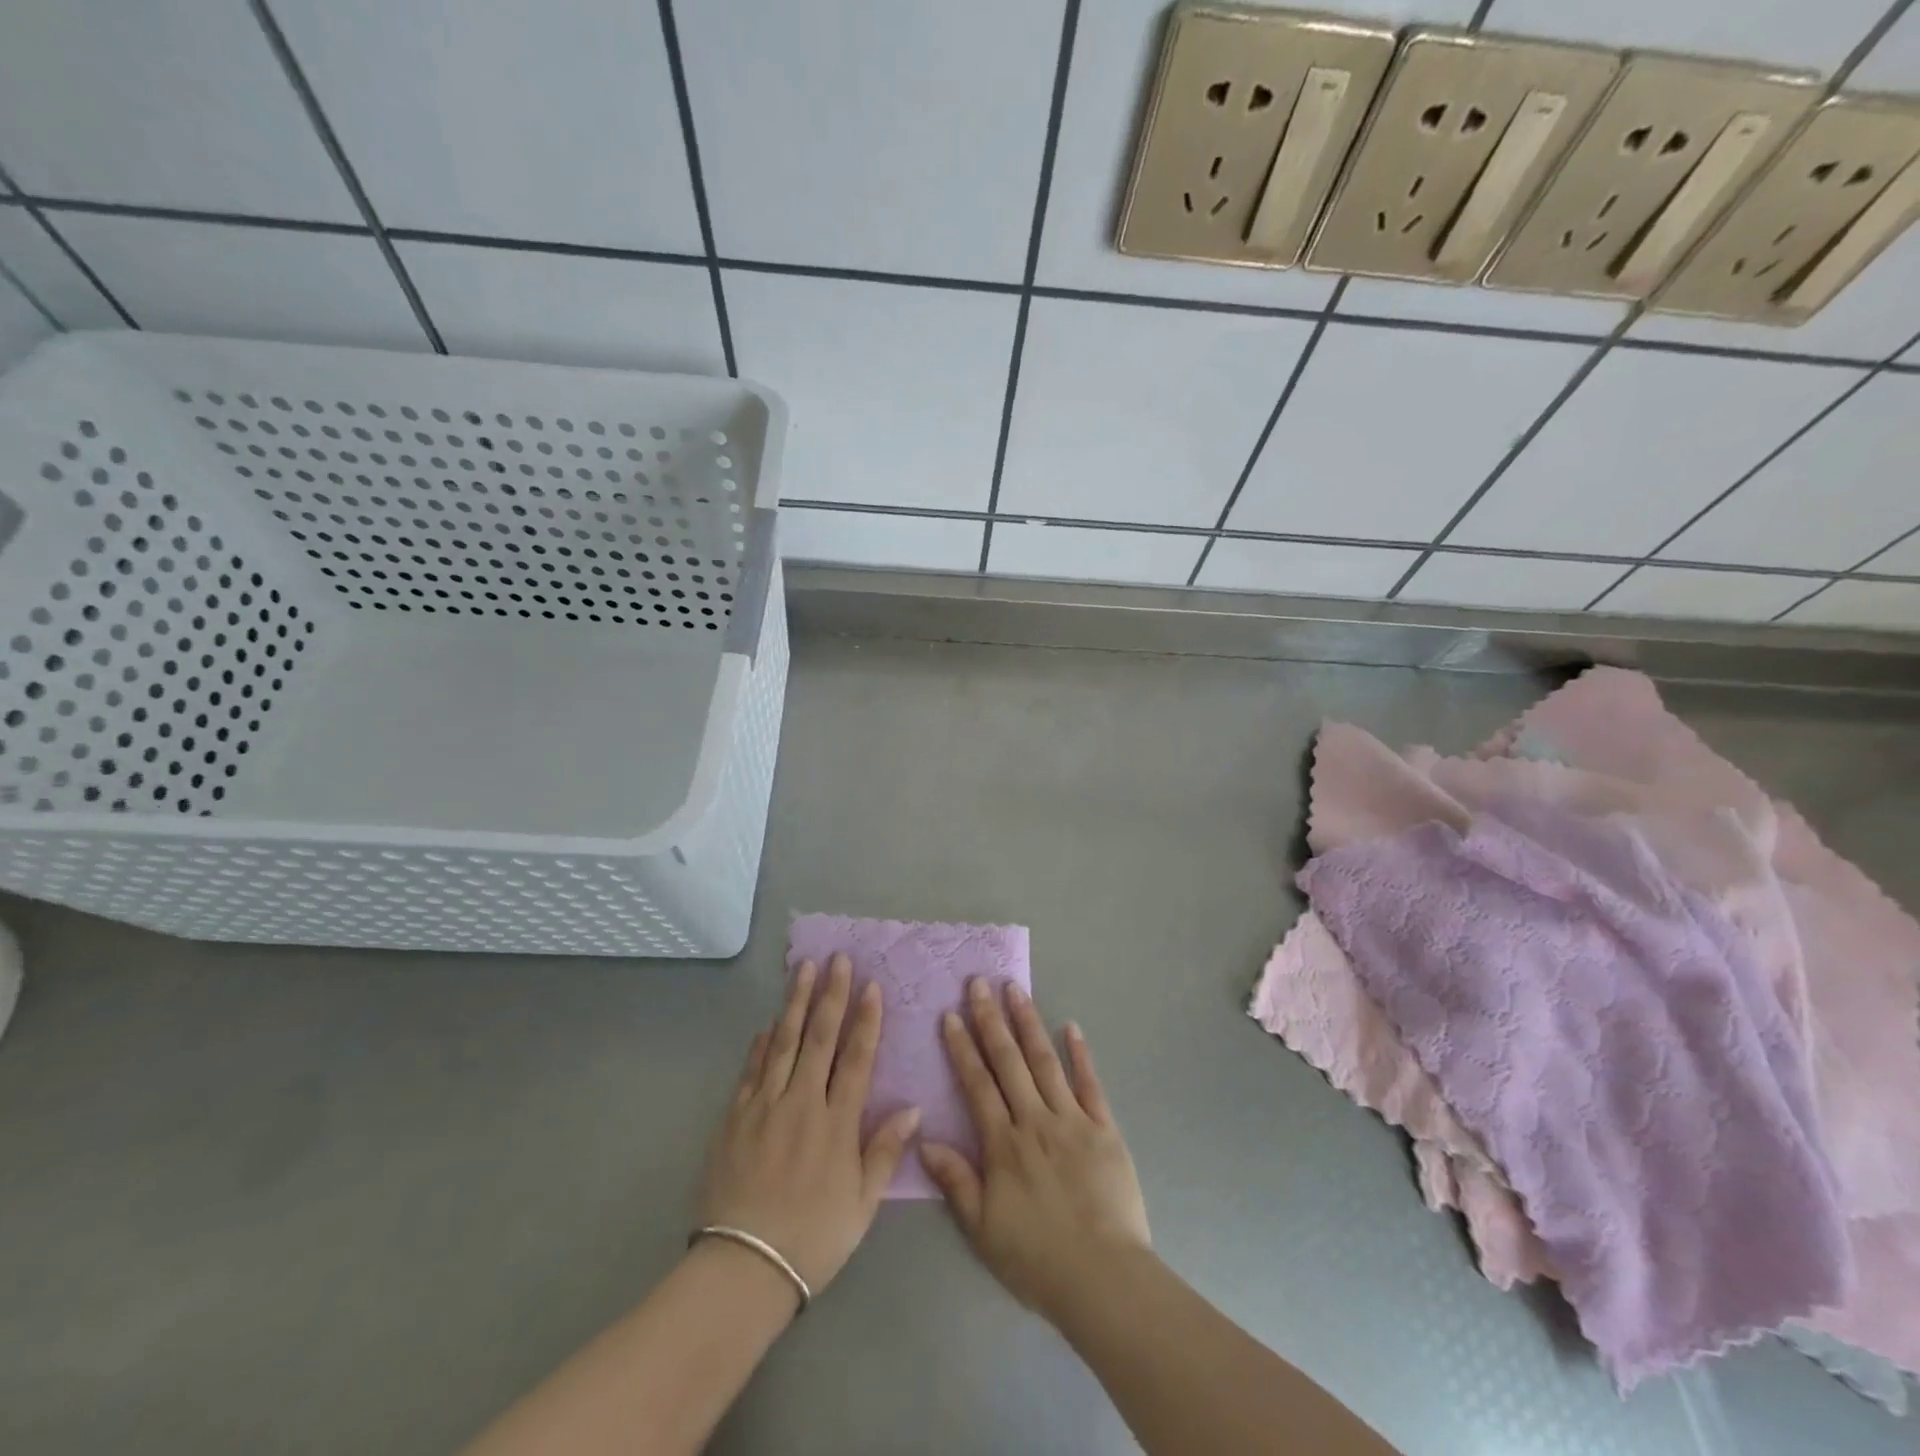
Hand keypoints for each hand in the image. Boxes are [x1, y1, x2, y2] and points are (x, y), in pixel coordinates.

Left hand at [698, 955, 920, 1300]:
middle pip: (819, 1037)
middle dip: (831, 995)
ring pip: (783, 1042)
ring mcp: (764, 1106)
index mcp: (837, 1123)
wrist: (742, 1268)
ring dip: (795, 1002)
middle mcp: (802, 1103)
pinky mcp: (734, 1117)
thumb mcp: (862, 1205)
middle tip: (837, 959)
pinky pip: (751, 1069)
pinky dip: (761, 1043)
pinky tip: (768, 1022)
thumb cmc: (812, 1239)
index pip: (856, 1058)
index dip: (866, 1019)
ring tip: (803, 969)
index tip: (871, 985)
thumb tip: (913, 1108)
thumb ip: (885, 1152)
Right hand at [920, 979, 1150, 1322]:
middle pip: (1009, 1062)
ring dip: (1029, 1023)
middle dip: (991, 1020)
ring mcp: (1072, 1120)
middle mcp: (1035, 1120)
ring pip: (1045, 1062)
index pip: (977, 1084)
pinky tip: (1072, 1027)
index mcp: (1004, 1144)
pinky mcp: (1105, 1129)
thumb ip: (956, 1181)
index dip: (963, 1048)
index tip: (952, 1015)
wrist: (1104, 1277)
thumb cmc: (1037, 1258)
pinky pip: (1090, 1084)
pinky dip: (1081, 1054)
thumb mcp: (983, 1230)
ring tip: (1016, 990)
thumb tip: (925, 1140)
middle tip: (979, 983)